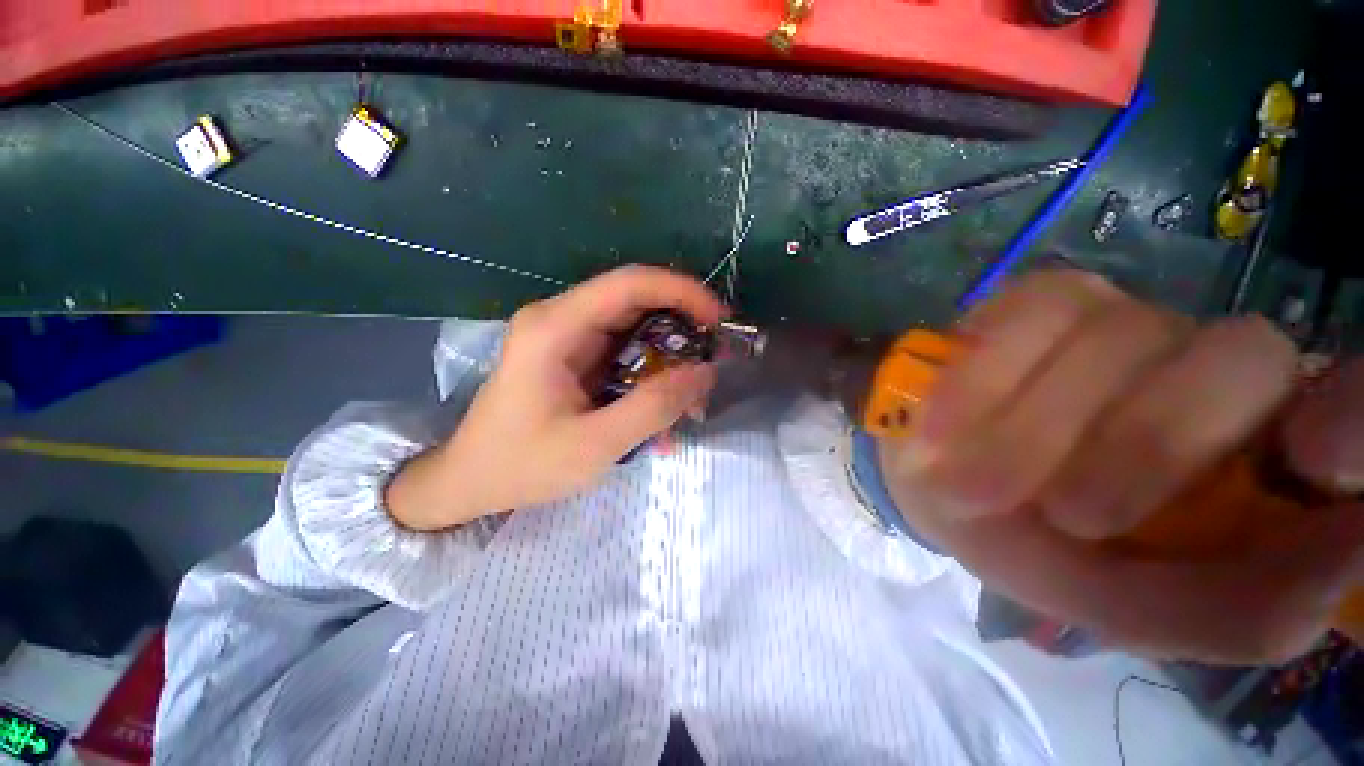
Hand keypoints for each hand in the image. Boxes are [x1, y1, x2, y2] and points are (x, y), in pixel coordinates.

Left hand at [387, 266, 722, 530]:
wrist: (470, 481)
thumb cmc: (522, 465)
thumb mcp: (595, 444)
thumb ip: (654, 407)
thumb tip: (705, 372)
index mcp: (555, 328)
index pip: (629, 284)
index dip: (681, 292)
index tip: (718, 320)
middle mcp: (560, 319)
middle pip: (635, 303)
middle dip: (681, 329)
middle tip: (713, 363)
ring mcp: (566, 336)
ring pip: (635, 329)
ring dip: (669, 359)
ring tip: (691, 398)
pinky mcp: (573, 356)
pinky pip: (624, 352)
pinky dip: (651, 375)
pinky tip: (662, 410)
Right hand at [878, 270, 1363, 662]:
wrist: (930, 479)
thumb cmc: (1028, 544)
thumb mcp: (1120, 605)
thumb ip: (1230, 612)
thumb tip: (1345, 567)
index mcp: (1253, 451)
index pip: (1349, 403)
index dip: (1351, 420)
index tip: (1317, 463)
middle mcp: (1208, 365)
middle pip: (1241, 358)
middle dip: (1148, 447)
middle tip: (1066, 515)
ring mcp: (1120, 316)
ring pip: (1120, 339)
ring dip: (1038, 431)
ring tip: (975, 485)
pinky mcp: (1038, 299)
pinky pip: (1029, 320)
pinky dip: (983, 384)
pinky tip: (944, 426)